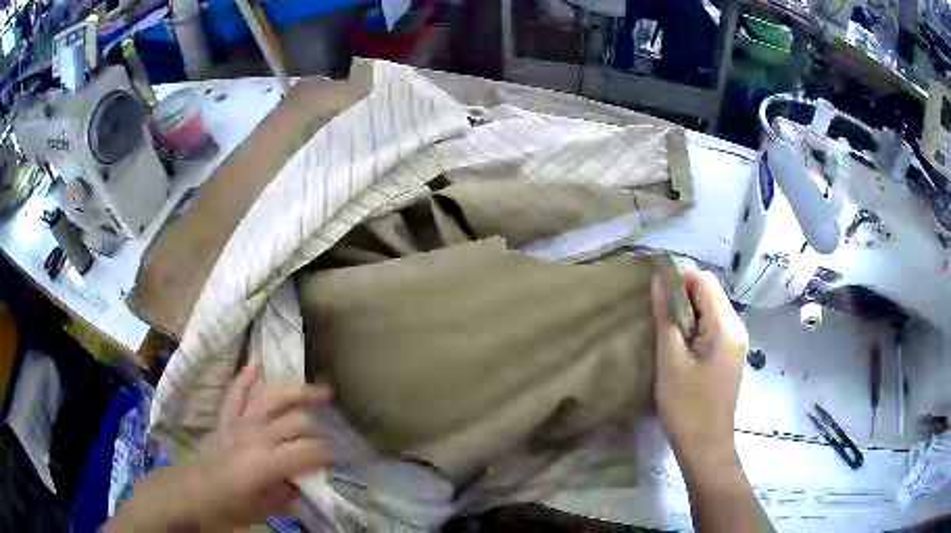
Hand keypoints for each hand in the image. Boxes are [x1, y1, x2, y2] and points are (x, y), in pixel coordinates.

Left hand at [109, 362, 334, 531]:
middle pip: (296, 422)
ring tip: (320, 390)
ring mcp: (239, 423)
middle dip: (319, 428)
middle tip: (333, 433)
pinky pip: (236, 394)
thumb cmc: (226, 507)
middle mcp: (257, 435)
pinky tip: (256, 363)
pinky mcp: (225, 420)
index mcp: (268, 462)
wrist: (190, 493)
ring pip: (272, 398)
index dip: (329, 453)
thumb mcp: (264, 510)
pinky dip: (245, 377)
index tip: (339, 457)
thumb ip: (287, 495)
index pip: (309, 451)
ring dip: (297, 392)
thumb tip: (302, 483)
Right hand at [651, 270, 748, 460]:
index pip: (704, 280)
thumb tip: (659, 281)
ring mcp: (736, 342)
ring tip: (664, 330)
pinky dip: (695, 326)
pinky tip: (679, 345)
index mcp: (726, 326)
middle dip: (682, 294)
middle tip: (656, 315)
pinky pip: (713, 326)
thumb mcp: (671, 362)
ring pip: (711, 309)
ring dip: (687, 311)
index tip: (653, 293)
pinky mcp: (731, 355)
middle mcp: (737, 327)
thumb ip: (666, 318)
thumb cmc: (687, 407)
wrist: (706, 447)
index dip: (679, 278)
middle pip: (710, 292)